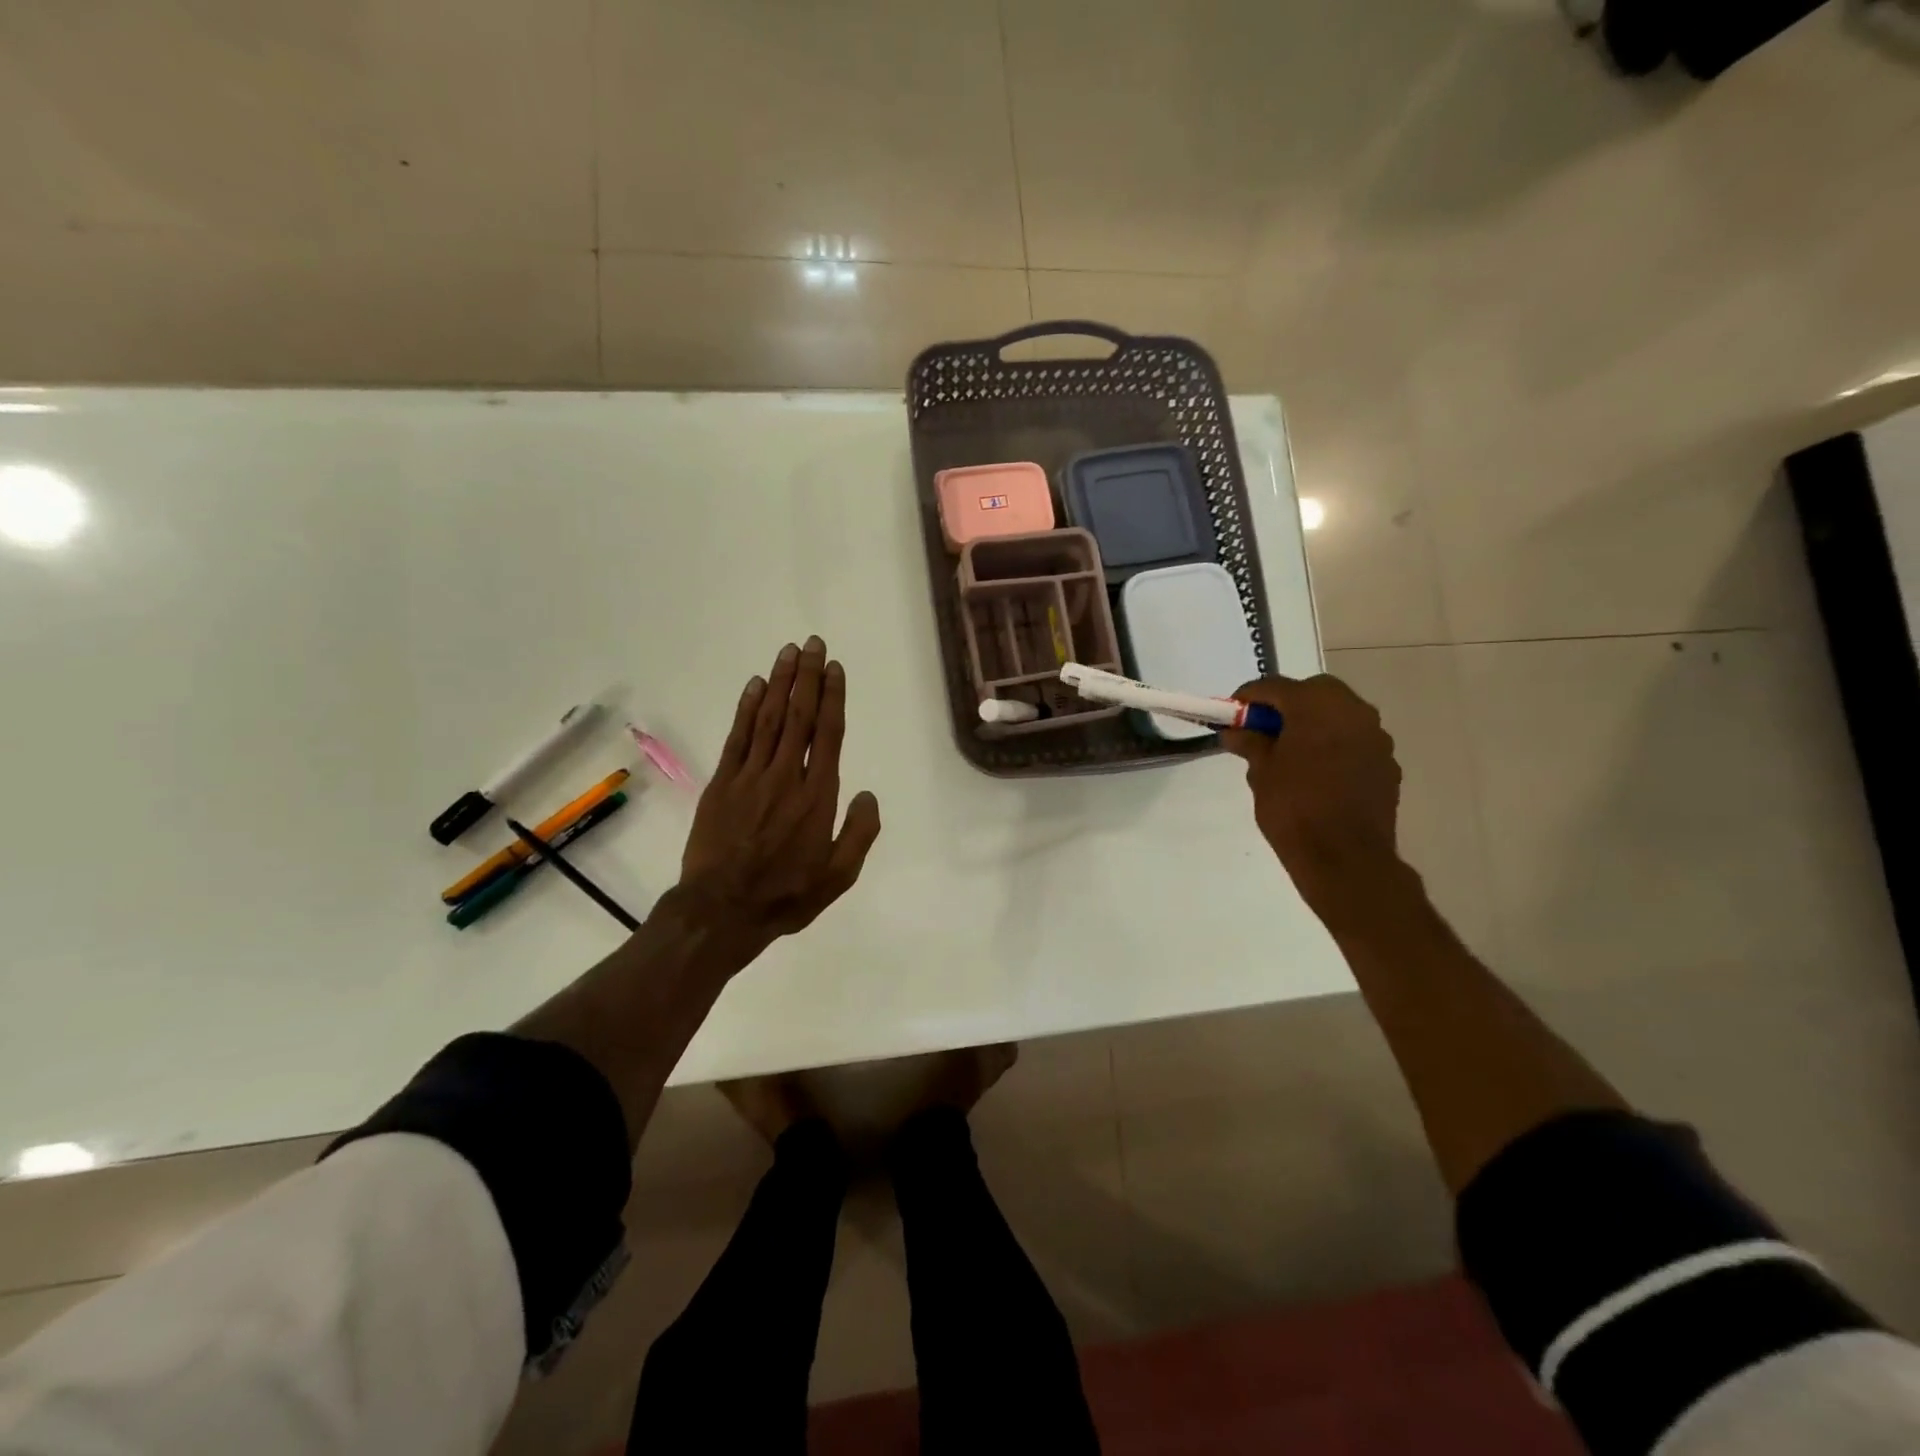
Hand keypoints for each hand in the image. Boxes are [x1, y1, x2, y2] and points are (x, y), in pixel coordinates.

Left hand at [678, 637, 882, 957]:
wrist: (721, 911)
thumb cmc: (786, 895)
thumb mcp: (839, 876)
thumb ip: (859, 833)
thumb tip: (868, 794)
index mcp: (817, 797)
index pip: (828, 734)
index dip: (833, 697)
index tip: (835, 668)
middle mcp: (785, 776)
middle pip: (799, 716)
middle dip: (808, 677)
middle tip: (813, 644)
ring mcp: (750, 777)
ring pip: (769, 719)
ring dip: (780, 683)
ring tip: (789, 652)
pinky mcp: (722, 783)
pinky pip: (738, 737)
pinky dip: (747, 708)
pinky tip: (756, 686)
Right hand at [1221, 674, 1405, 922]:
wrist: (1345, 858)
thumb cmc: (1294, 808)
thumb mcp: (1260, 773)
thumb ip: (1250, 743)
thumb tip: (1235, 731)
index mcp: (1316, 705)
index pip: (1274, 687)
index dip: (1248, 697)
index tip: (1232, 713)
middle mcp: (1353, 710)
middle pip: (1313, 692)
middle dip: (1287, 704)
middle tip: (1263, 729)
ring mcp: (1376, 736)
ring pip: (1338, 715)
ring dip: (1314, 724)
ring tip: (1290, 751)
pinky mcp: (1386, 763)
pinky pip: (1354, 741)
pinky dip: (1333, 745)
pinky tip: (1317, 772)